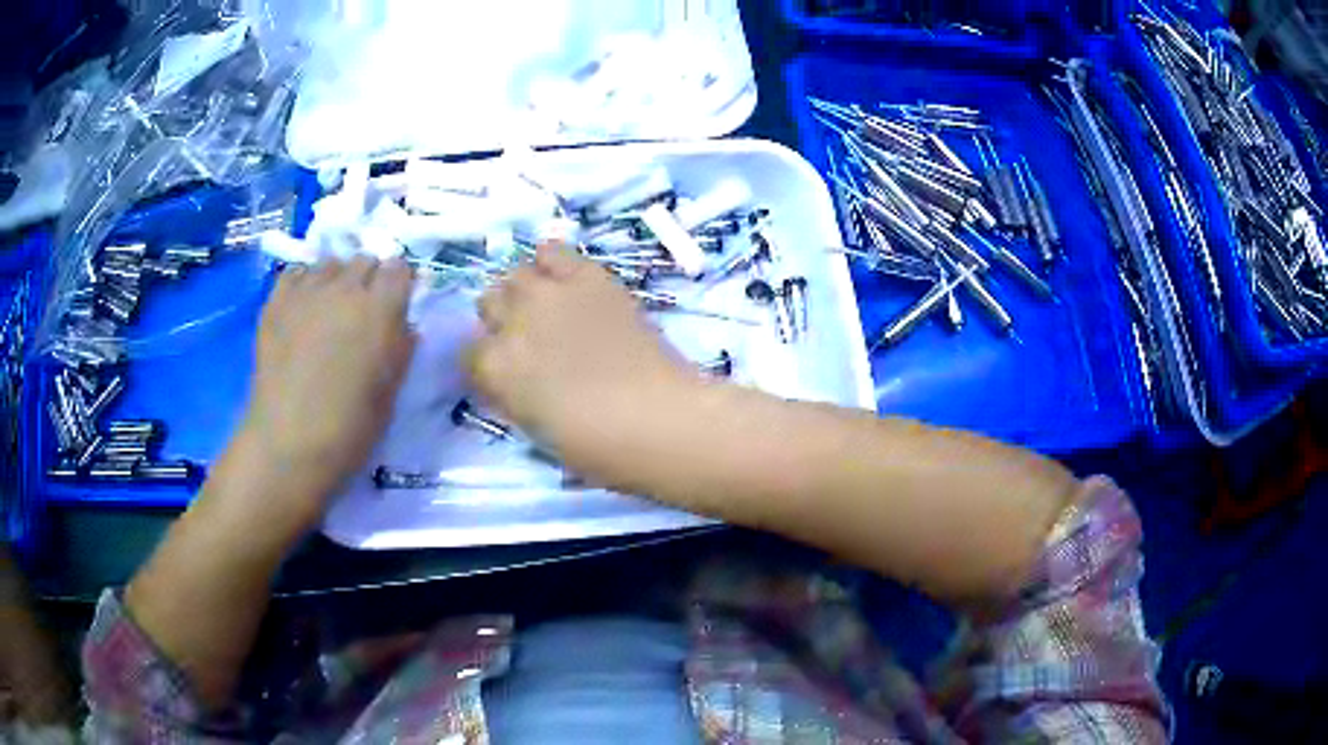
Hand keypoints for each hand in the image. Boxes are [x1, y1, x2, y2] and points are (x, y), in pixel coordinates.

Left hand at [228, 257, 415, 533]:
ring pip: (330, 263)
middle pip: (365, 259)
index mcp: (381, 308)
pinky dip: (304, 283)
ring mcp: (306, 291)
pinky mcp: (276, 302)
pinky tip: (302, 310)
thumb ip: (401, 350)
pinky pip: (296, 272)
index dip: (399, 284)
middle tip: (362, 313)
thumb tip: (404, 326)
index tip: (396, 306)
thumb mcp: (391, 393)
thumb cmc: (349, 429)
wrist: (288, 444)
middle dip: (369, 279)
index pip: (400, 267)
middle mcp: (345, 288)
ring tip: (330, 310)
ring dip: (337, 279)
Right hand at [466, 244, 694, 481]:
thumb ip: (512, 394)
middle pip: (488, 303)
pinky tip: (566, 280)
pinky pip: (554, 251)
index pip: (468, 352)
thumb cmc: (597, 447)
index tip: (506, 371)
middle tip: (530, 338)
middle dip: (503, 320)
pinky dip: (553, 263)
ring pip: (515, 274)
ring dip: (525, 291)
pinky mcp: (588, 276)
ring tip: (548, 307)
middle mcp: (511, 322)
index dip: (488, 362)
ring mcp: (549, 293)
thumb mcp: (535, 430)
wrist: (659, 419)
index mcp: (494, 369)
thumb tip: (507, 379)